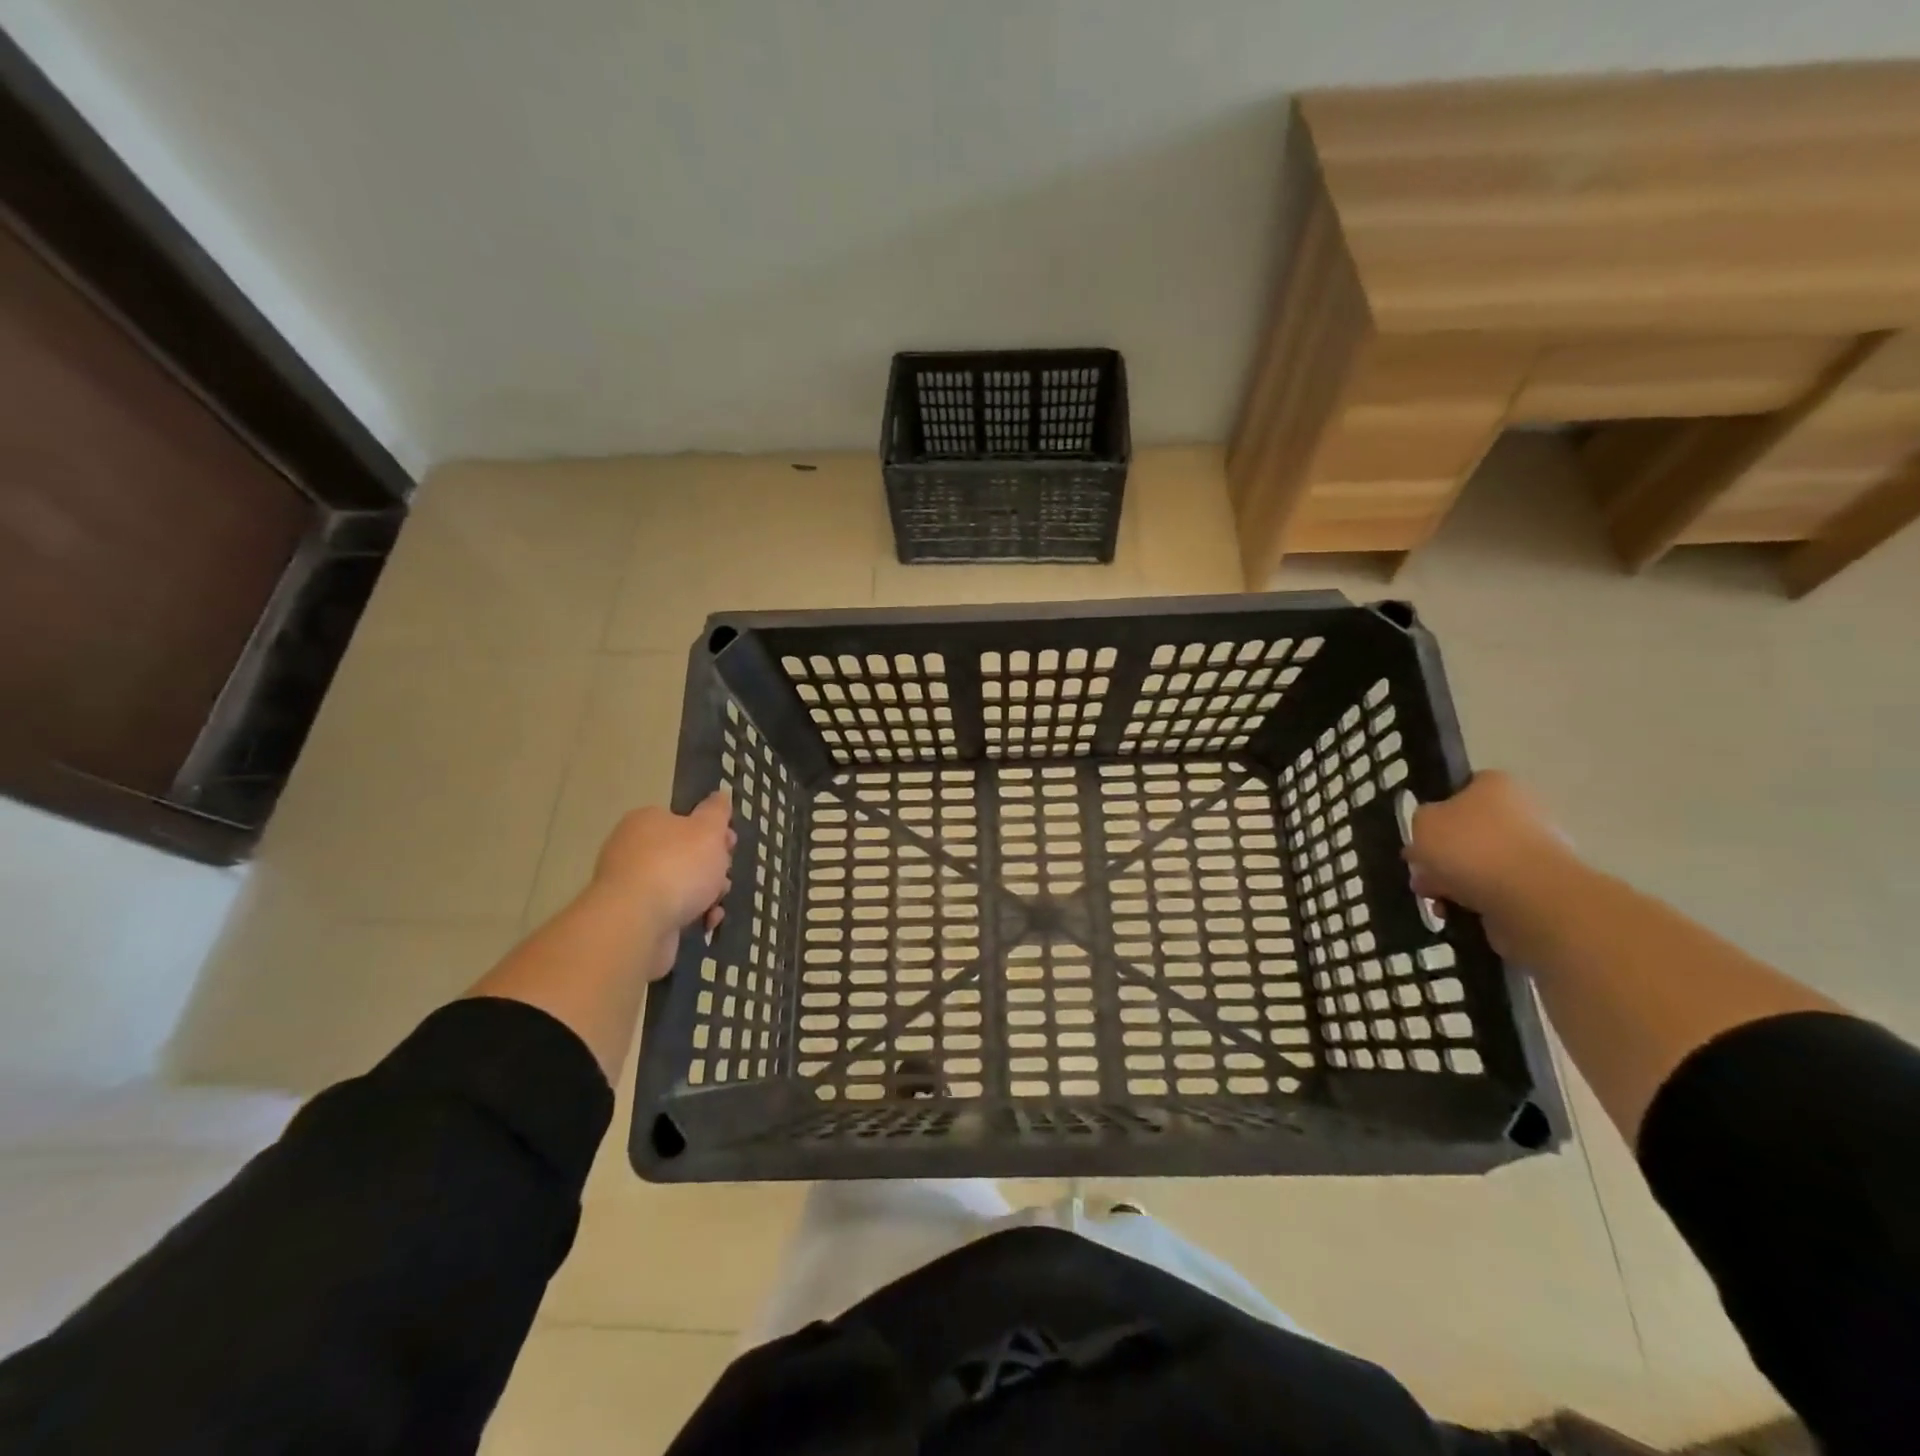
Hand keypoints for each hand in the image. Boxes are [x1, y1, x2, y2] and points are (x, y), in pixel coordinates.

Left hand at [591, 790, 735, 978]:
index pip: (683, 820)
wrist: (637, 923)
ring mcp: (630, 886)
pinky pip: (670, 911)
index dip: (712, 832)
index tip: (730, 845)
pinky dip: (690, 916)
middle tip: (724, 877)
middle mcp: (632, 850)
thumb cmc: (677, 866)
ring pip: (679, 885)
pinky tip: (704, 923)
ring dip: (705, 894)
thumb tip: (720, 794)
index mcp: (646, 821)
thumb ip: (717, 812)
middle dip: (711, 867)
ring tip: (716, 905)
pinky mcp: (633, 917)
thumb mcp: (708, 830)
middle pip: (683, 854)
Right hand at [1405, 772, 1574, 930]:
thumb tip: (1431, 835)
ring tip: (1434, 899)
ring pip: (1477, 865)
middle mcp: (1520, 812)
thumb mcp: (1423, 821)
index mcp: (1495, 785)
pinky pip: (1493, 891)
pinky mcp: (1538, 888)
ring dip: (1450, 882)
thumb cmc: (1470, 846)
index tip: (1419, 833)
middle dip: (1438, 856)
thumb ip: (1420, 821)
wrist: (1528, 897)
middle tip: (1419, 872)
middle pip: (1467, 832)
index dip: (1435, 810)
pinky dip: (1471, 902)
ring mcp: (1533, 852)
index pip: (1461, 789)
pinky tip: (1454, 912)